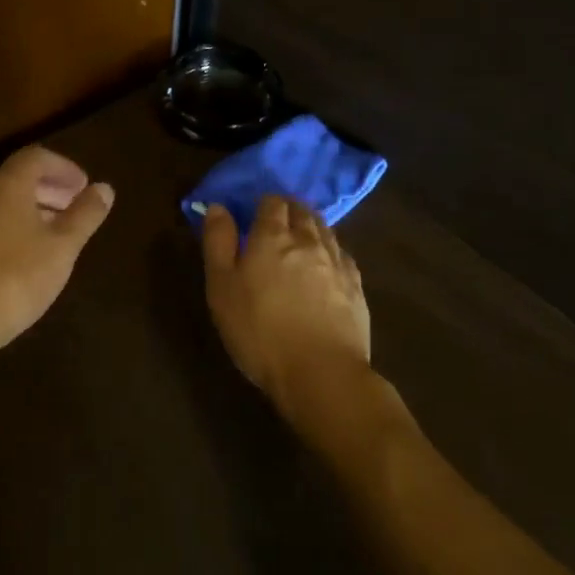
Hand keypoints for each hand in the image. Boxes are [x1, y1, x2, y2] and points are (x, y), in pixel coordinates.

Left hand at [0, 147, 114, 380]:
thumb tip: (105, 188)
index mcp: (7, 185)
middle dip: (51, 186)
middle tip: (77, 205)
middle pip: (20, 176)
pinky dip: (18, 223)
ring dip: (35, 206)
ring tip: (60, 229)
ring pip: (6, 200)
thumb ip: (86, 214)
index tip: (84, 186)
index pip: (36, 157)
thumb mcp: (63, 245)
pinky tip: (33, 251)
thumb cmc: (19, 276)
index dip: (64, 167)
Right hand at [202, 197, 371, 422]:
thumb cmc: (259, 330)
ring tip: (300, 241)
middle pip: (301, 210)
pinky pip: (342, 254)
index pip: (271, 202)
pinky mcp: (356, 286)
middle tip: (275, 226)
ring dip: (311, 227)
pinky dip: (330, 251)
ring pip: (324, 229)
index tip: (253, 216)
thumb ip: (218, 242)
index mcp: (272, 236)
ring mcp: (337, 261)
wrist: (321, 373)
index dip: (262, 204)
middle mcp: (308, 240)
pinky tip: (326, 265)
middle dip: (288, 211)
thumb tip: (217, 207)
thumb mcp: (221, 288)